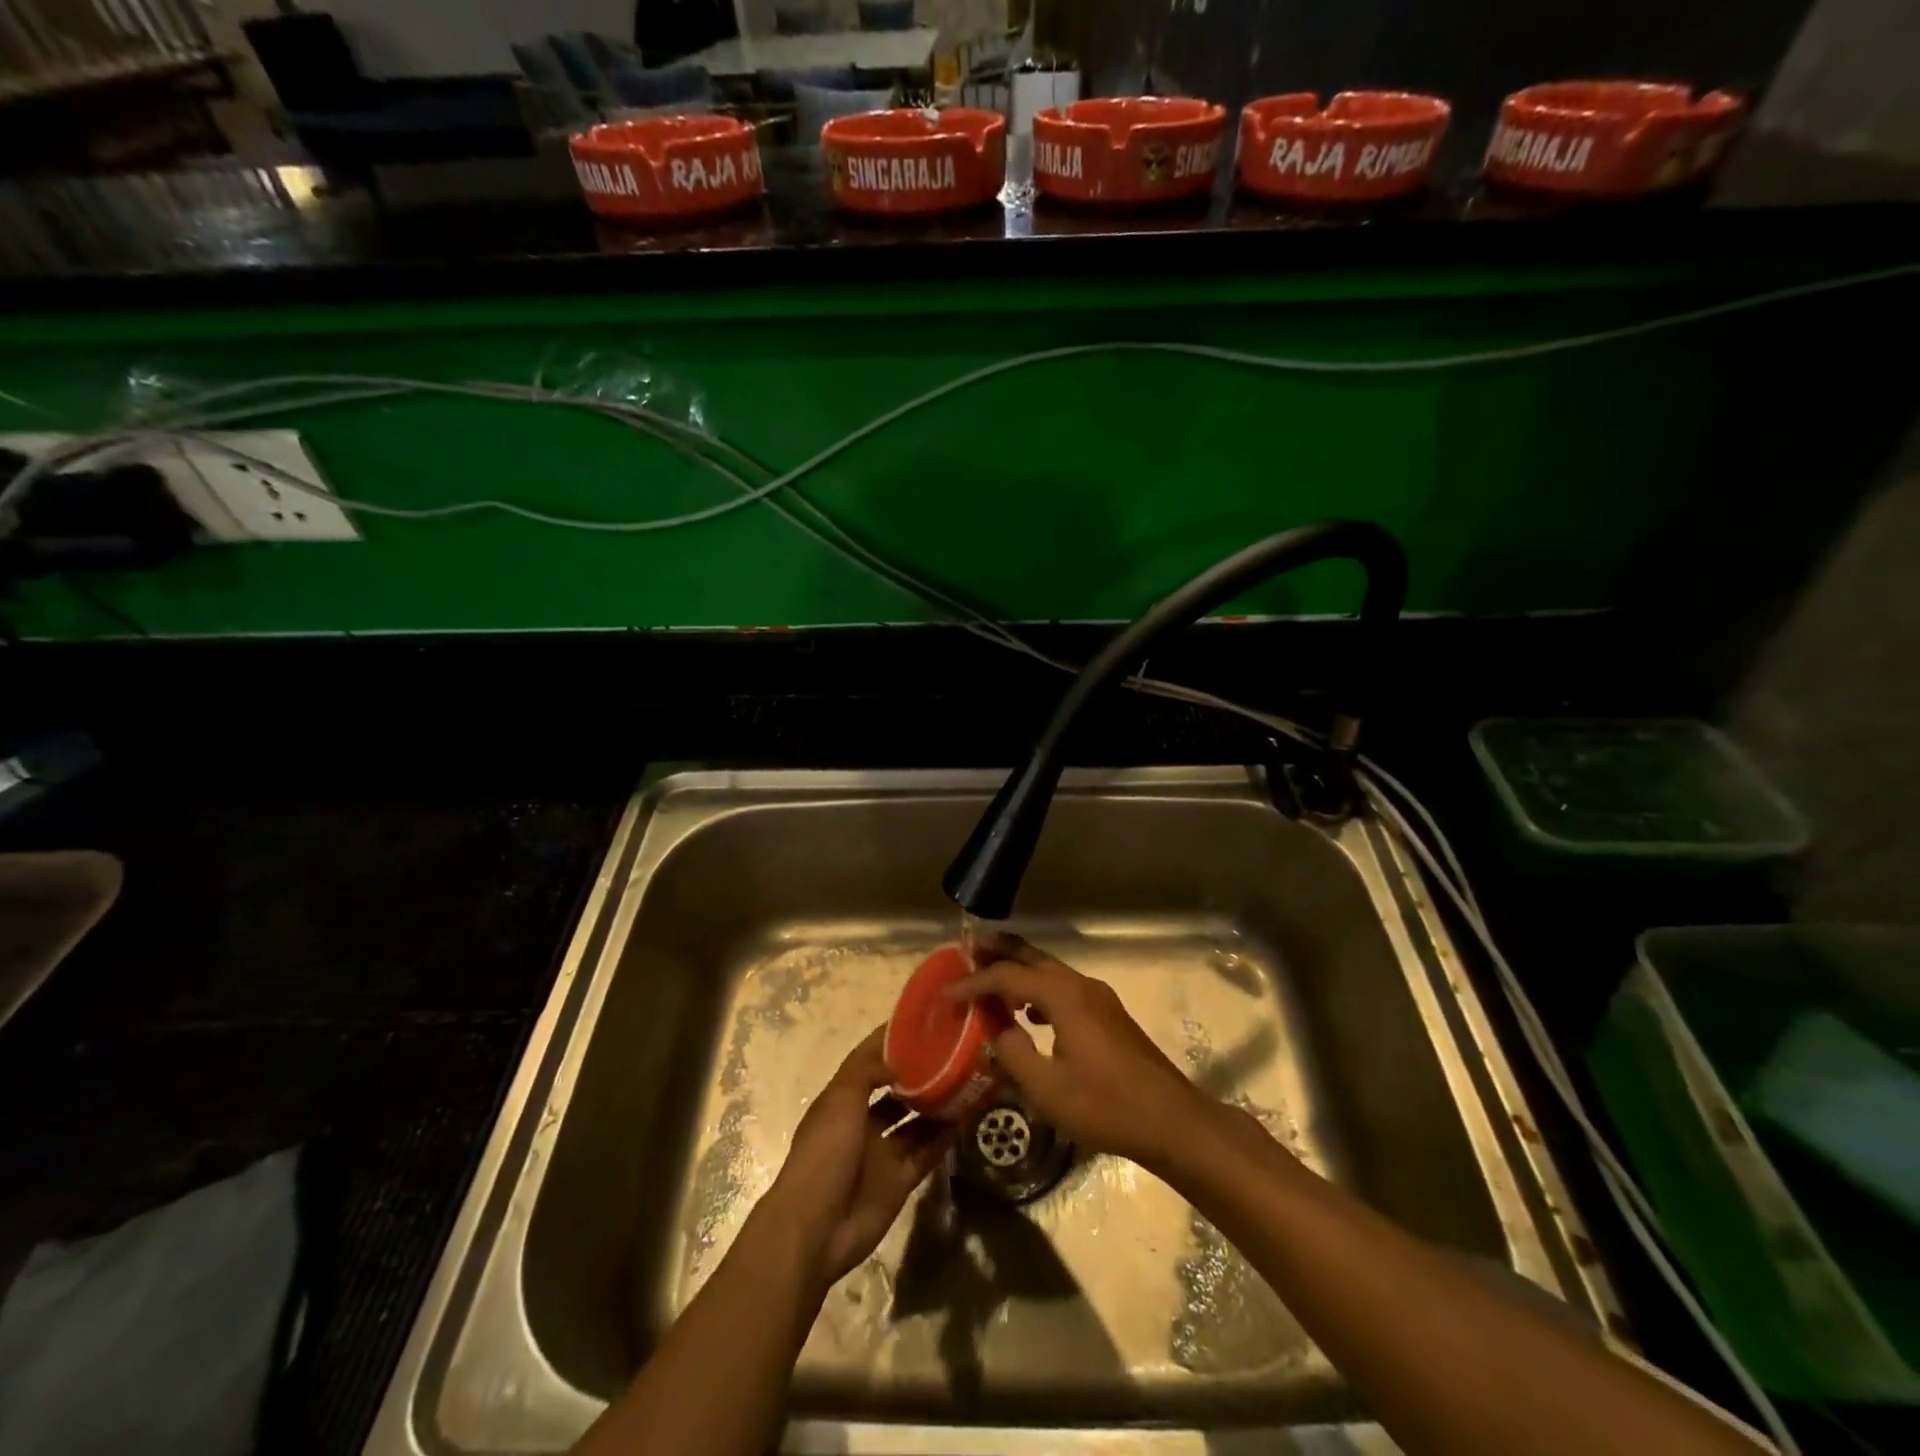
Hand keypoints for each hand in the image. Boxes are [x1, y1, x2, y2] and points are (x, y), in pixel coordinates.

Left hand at [763, 1026, 952, 1287]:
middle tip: (953, 1053)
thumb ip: (867, 1071)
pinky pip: (927, 1153)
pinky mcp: (900, 1180)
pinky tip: (965, 1117)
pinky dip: (944, 1137)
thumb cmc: (824, 1153)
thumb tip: (897, 1058)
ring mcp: (882, 1153)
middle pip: (896, 1091)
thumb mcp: (841, 1100)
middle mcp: (863, 1122)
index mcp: (843, 1099)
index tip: (922, 1021)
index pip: (869, 1061)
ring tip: (966, 1081)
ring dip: (936, 1105)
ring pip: (915, 1121)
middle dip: (919, 1074)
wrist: (816, 1228)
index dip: (891, 1041)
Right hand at [946, 934, 1214, 1169]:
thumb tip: (996, 1030)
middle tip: (967, 951)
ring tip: (991, 983)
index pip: (1007, 976)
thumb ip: (1013, 1053)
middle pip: (1032, 957)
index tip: (946, 995)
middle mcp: (1081, 985)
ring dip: (1019, 972)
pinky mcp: (1109, 1015)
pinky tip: (1030, 1015)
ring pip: (1050, 972)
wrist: (1171, 1120)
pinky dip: (1039, 991)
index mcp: (1063, 996)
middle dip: (999, 952)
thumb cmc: (1105, 1105)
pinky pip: (1064, 989)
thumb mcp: (1047, 1088)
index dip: (974, 983)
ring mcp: (1099, 998)